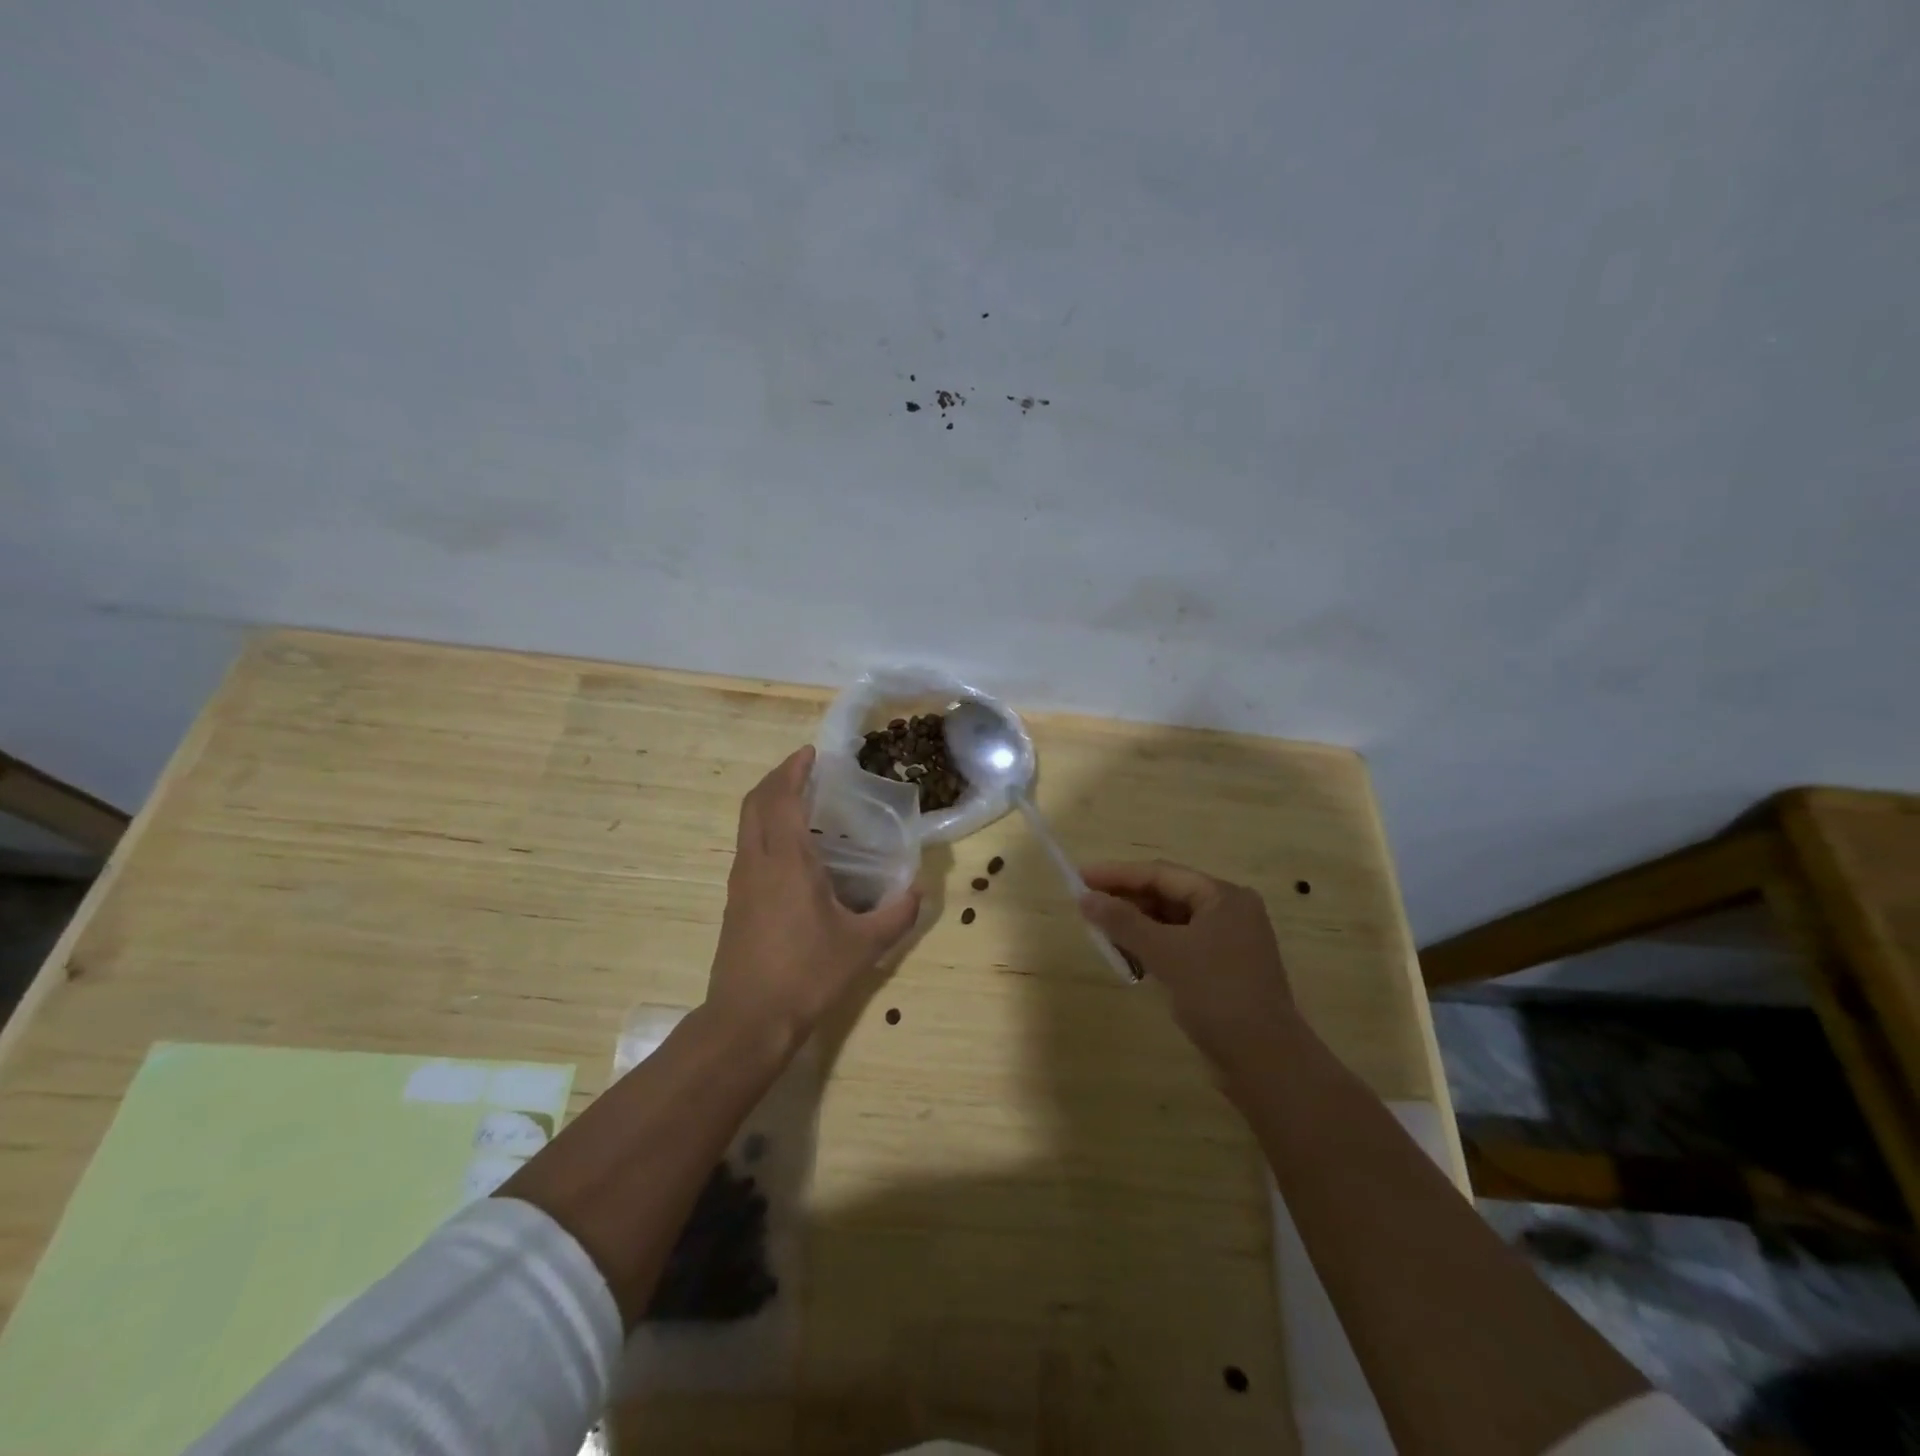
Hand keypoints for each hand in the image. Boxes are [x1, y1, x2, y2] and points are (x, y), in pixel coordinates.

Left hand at [706, 746, 921, 1048]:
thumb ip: (897, 914)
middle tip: (806, 769)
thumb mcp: (863, 945)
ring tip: (802, 803)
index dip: (794, 770)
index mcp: (785, 860)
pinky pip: (748, 848)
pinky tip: (792, 851)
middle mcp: (756, 862)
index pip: (782, 798)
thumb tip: (918, 891)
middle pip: (756, 803)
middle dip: (778, 779)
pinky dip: (765, 829)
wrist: (748, 1020)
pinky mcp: (735, 903)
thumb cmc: (806, 974)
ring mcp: (740, 882)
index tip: (811, 752)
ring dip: (769, 803)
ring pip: (747, 825)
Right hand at [1079, 860, 1298, 1072]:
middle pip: (1167, 894)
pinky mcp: (1223, 969)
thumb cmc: (1217, 995)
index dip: (1118, 874)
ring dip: (1137, 925)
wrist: (1265, 1061)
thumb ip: (1123, 922)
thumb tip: (1086, 899)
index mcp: (1223, 896)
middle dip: (1126, 900)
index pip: (1162, 874)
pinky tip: (1128, 956)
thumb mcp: (1165, 953)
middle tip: (1087, 905)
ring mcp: (1228, 941)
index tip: (1081, 876)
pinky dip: (1153, 946)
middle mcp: (1229, 911)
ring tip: (1101, 931)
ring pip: (1172, 921)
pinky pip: (1180, 944)